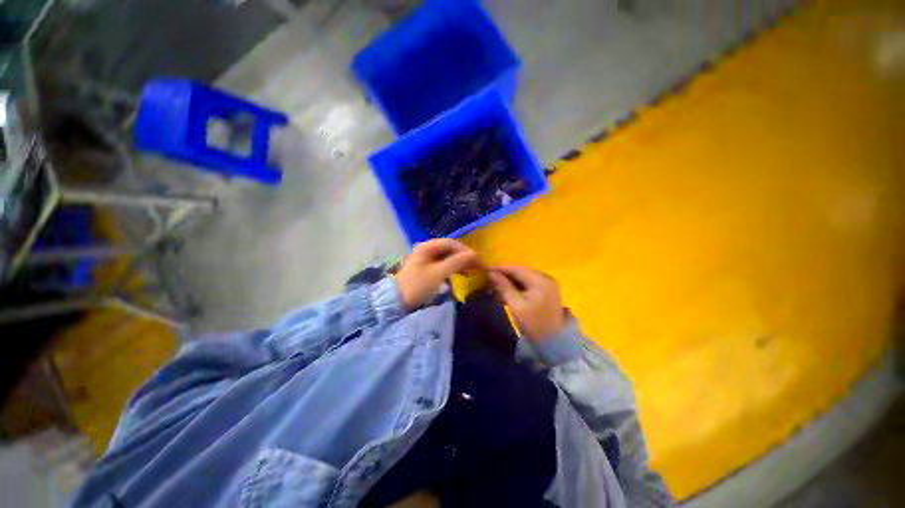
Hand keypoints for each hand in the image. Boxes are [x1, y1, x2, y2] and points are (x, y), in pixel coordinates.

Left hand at [395, 239, 478, 310]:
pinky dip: (452, 268)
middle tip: (475, 266)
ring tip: (469, 271)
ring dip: (459, 263)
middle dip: (463, 257)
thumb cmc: (418, 285)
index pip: (451, 243)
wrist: (397, 301)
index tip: (476, 260)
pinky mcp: (426, 268)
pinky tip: (460, 274)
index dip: (465, 250)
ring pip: (447, 257)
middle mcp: (426, 249)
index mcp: (427, 246)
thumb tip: (474, 254)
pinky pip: (443, 264)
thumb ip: (457, 262)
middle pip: (449, 249)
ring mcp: (426, 258)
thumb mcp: (439, 273)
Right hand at [487, 266, 567, 341]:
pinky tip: (506, 291)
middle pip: (521, 272)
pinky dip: (517, 286)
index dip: (500, 268)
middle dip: (504, 274)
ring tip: (495, 285)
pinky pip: (528, 284)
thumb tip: (490, 273)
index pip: (517, 268)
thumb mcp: (515, 304)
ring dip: (509, 281)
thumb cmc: (533, 323)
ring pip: (523, 278)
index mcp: (540, 280)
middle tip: (488, 278)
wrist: (553, 342)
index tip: (486, 269)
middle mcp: (545, 278)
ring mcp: (547, 285)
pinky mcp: (546, 292)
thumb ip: (503, 286)